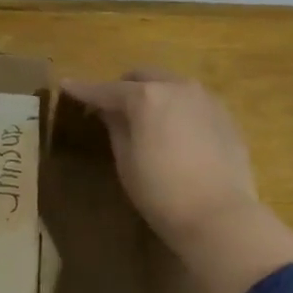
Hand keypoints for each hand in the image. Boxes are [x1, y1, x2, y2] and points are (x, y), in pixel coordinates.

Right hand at [62, 70, 261, 242]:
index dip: (84, 89)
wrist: (220, 215)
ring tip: (144, 117)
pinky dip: (176, 107)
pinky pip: (192, 101)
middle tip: (110, 106)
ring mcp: (206, 99)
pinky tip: (174, 131)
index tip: (67, 85)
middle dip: (123, 87)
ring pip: (171, 85)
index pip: (107, 90)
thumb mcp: (126, 162)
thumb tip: (109, 111)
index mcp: (147, 97)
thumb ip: (116, 128)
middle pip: (143, 77)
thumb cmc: (162, 193)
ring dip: (153, 94)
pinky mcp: (225, 116)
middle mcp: (177, 87)